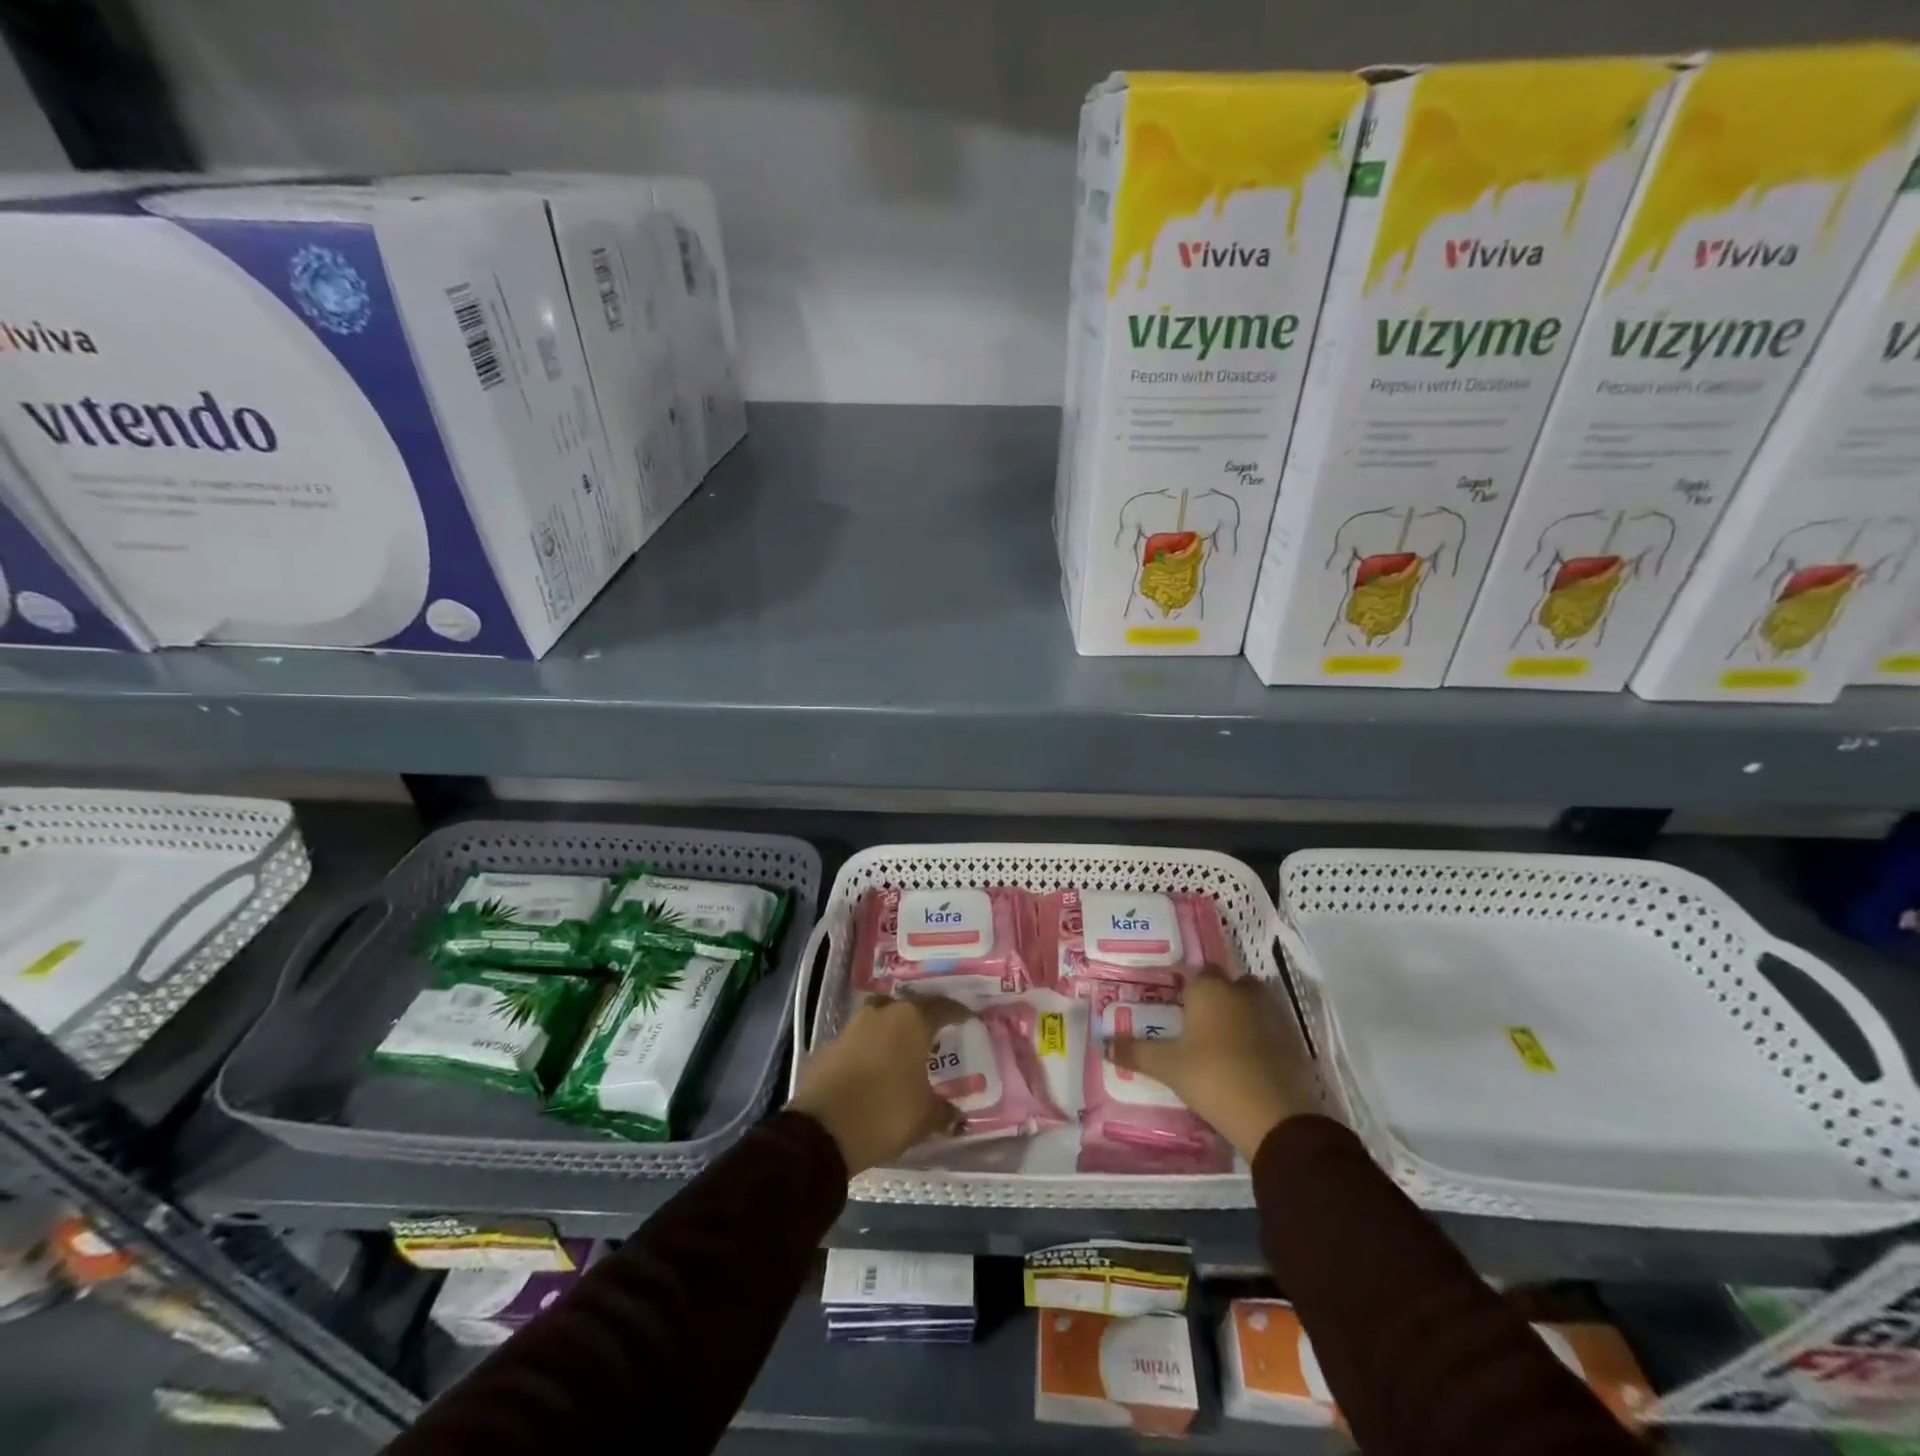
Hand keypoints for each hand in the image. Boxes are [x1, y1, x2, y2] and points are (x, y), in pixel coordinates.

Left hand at [788, 994, 970, 1175]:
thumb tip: (957, 1115)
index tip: (968, 1019)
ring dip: (893, 1029)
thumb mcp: (924, 1117)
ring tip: (904, 1049)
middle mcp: (883, 1013)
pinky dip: (872, 1047)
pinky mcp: (831, 1044)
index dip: (957, 1013)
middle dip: (922, 1017)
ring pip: (880, 1017)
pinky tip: (877, 1066)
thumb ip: (944, 1111)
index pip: (942, 1007)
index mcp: (912, 1021)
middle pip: (908, 1006)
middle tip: (934, 1034)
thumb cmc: (885, 1113)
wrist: (822, 1129)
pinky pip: (860, 1038)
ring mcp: (853, 1026)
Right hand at [1107, 968, 1321, 1160]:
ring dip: (1240, 1017)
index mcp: (1210, 989)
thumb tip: (1103, 1044)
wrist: (1274, 1116)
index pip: (1197, 973)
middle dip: (1217, 998)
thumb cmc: (1212, 1076)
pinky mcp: (1291, 1044)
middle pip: (1229, 985)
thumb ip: (1136, 1052)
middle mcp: (1242, 993)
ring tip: (1218, 1043)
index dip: (1187, 986)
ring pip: (1252, 1006)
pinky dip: (1259, 1041)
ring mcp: (1272, 1017)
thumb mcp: (1167, 1066)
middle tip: (1196, 1022)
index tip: (1175, 1004)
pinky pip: (1269, 1032)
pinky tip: (1244, 1063)